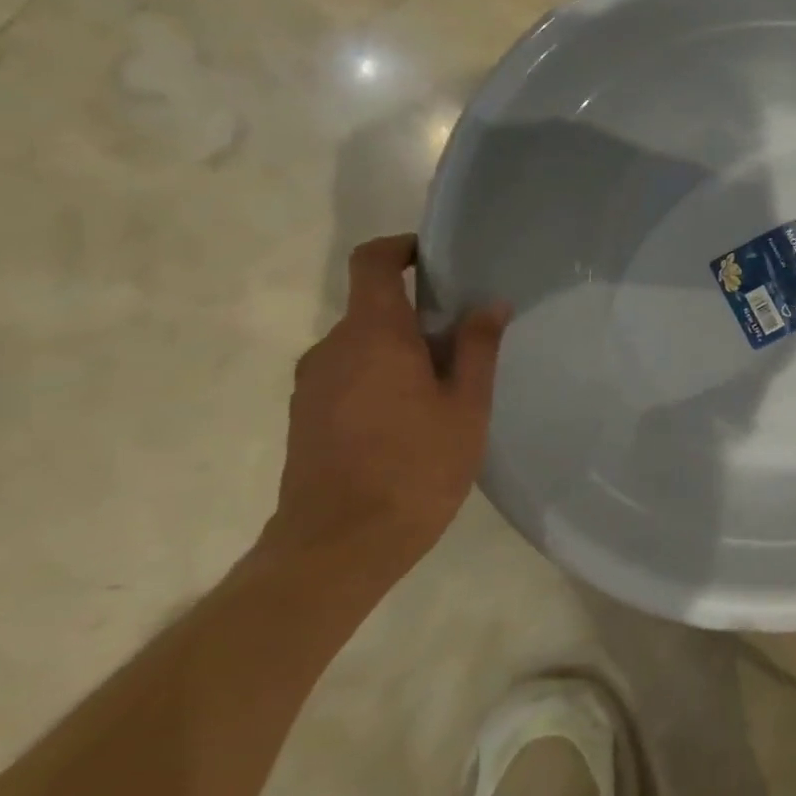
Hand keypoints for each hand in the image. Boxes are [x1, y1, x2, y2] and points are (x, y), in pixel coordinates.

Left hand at [264, 234, 508, 578]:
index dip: (401, 248)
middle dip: (419, 315)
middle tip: (466, 343)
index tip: (436, 258)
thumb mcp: (466, 405)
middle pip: (374, 308)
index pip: (373, 263)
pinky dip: (380, 377)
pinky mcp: (305, 416)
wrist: (339, 546)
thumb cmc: (415, 467)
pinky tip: (411, 419)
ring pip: (363, 345)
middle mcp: (332, 348)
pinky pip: (348, 375)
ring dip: (401, 351)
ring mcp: (312, 384)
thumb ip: (478, 347)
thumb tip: (490, 304)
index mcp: (373, 335)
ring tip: (445, 388)